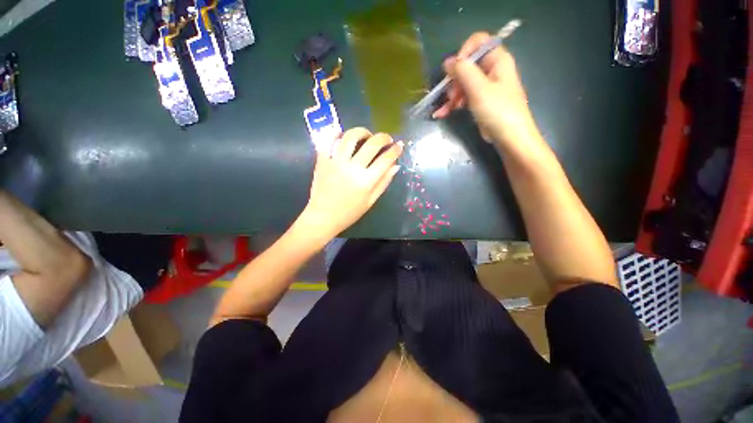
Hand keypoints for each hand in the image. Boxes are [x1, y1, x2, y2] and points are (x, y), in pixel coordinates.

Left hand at [296, 127, 402, 242]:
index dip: (395, 150)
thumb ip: (383, 182)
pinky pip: (328, 141)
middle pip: (372, 144)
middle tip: (386, 139)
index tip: (399, 145)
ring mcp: (335, 163)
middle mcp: (352, 168)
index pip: (386, 159)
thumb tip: (396, 166)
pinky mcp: (322, 161)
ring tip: (366, 136)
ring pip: (350, 137)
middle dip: (383, 137)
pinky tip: (343, 135)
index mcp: (366, 181)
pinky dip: (336, 134)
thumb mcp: (370, 201)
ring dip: (362, 131)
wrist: (323, 217)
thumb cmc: (349, 213)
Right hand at [433, 32, 537, 146]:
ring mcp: (485, 87)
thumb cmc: (497, 110)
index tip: (454, 72)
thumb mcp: (478, 88)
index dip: (463, 54)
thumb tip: (447, 62)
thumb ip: (463, 71)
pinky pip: (463, 97)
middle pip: (467, 65)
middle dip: (454, 80)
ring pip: (463, 83)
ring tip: (445, 109)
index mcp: (497, 60)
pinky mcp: (480, 101)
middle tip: (450, 95)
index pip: (478, 42)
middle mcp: (491, 70)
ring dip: (451, 95)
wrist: (509, 137)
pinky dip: (453, 104)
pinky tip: (442, 113)